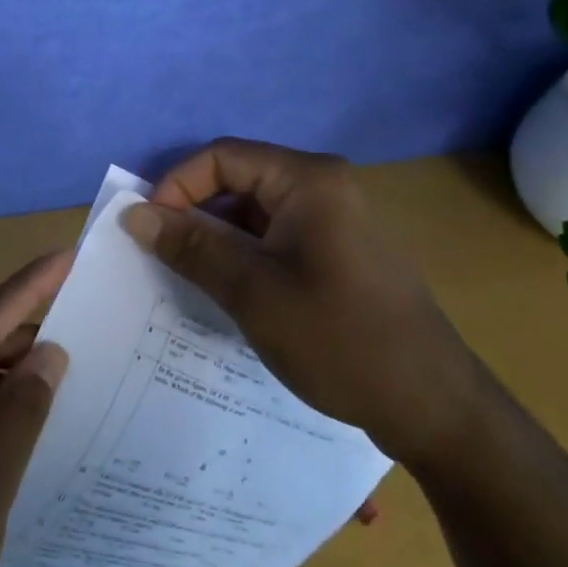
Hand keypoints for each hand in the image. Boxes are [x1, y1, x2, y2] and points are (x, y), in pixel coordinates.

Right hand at [121, 137, 481, 466]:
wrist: (435, 408)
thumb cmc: (340, 339)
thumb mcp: (253, 292)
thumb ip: (190, 246)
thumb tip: (132, 214)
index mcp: (308, 179)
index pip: (221, 157)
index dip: (177, 186)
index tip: (149, 230)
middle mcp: (322, 186)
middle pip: (237, 180)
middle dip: (194, 214)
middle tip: (162, 257)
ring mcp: (333, 219)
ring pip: (253, 212)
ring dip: (217, 238)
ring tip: (190, 278)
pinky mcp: (336, 251)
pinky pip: (275, 237)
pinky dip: (244, 256)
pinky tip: (229, 292)